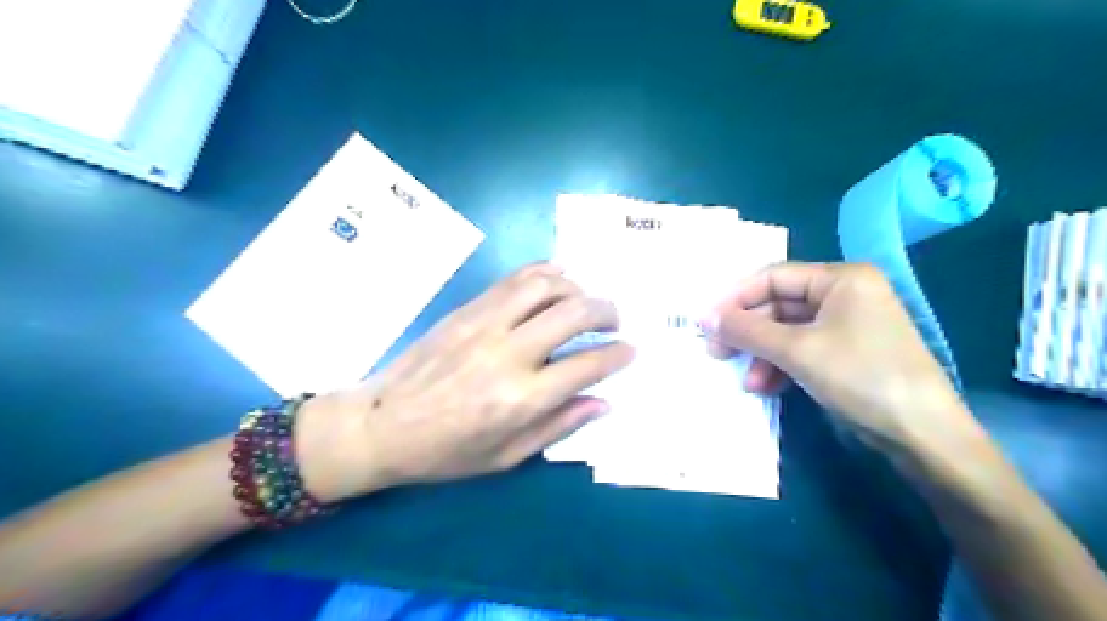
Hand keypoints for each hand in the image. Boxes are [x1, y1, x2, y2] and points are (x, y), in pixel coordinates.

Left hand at [299, 264, 635, 500]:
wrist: (381, 424)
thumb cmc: (446, 451)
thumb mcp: (507, 456)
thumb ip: (559, 426)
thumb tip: (602, 402)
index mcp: (521, 399)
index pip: (587, 365)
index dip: (618, 354)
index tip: (630, 349)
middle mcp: (508, 353)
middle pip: (574, 313)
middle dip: (606, 311)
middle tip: (614, 320)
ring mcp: (485, 324)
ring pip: (545, 285)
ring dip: (576, 287)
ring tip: (584, 300)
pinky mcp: (467, 309)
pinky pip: (514, 279)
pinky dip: (544, 273)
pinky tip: (555, 280)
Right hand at [703, 261, 970, 456]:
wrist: (923, 435)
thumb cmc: (861, 377)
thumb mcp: (797, 351)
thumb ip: (747, 331)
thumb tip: (704, 318)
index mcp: (840, 279)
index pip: (773, 277)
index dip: (736, 298)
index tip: (706, 322)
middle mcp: (844, 294)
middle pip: (779, 305)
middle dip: (748, 332)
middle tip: (717, 352)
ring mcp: (847, 324)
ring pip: (787, 331)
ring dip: (762, 354)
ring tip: (746, 381)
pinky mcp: (847, 352)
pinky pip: (802, 349)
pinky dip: (781, 366)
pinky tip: (766, 387)